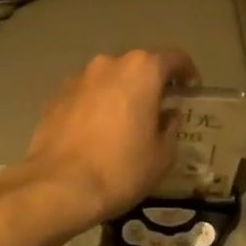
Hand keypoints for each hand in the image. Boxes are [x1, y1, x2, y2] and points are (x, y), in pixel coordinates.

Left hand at [10, 49, 198, 232]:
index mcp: (142, 70)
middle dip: (151, 84)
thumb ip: (170, 127)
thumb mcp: (162, 155)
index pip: (174, 58)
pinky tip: (97, 133)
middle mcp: (109, 64)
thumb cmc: (121, 168)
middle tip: (159, 110)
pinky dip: (96, 105)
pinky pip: (86, 94)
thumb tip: (167, 116)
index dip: (187, 72)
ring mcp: (78, 78)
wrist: (58, 187)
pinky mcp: (55, 96)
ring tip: (125, 123)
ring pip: (109, 79)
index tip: (190, 91)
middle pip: (138, 66)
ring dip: (121, 94)